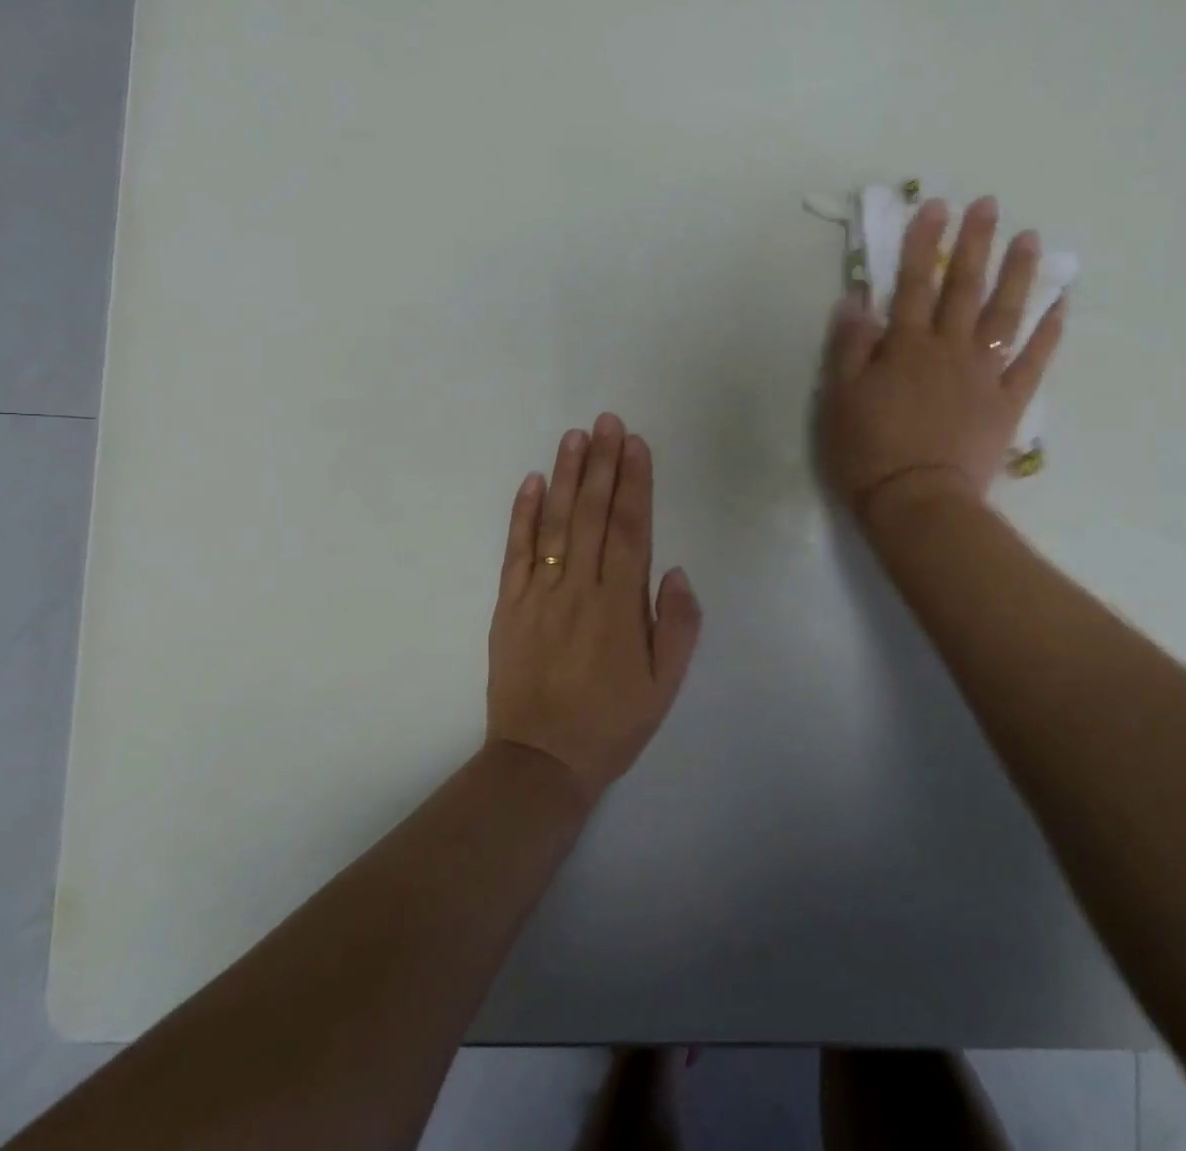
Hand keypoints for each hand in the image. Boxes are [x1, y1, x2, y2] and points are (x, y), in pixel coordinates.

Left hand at [487, 414, 702, 803]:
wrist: (540, 762)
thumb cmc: (612, 724)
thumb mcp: (665, 686)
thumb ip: (678, 626)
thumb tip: (675, 570)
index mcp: (619, 606)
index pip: (629, 529)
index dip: (634, 483)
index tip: (636, 444)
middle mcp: (579, 589)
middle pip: (591, 514)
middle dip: (602, 464)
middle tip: (606, 421)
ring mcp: (538, 595)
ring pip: (553, 524)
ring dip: (565, 476)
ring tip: (575, 436)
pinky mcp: (508, 607)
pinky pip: (514, 553)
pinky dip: (521, 515)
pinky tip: (530, 482)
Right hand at [817, 197, 1065, 524]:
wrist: (918, 502)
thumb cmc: (868, 452)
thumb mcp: (839, 399)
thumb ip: (849, 346)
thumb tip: (856, 299)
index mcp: (906, 347)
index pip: (912, 284)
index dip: (921, 244)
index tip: (934, 208)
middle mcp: (950, 349)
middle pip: (964, 288)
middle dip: (973, 244)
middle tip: (988, 206)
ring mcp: (985, 374)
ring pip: (1005, 314)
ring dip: (1018, 273)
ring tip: (1030, 238)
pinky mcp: (1009, 402)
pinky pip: (1034, 359)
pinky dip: (1050, 330)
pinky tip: (1061, 303)